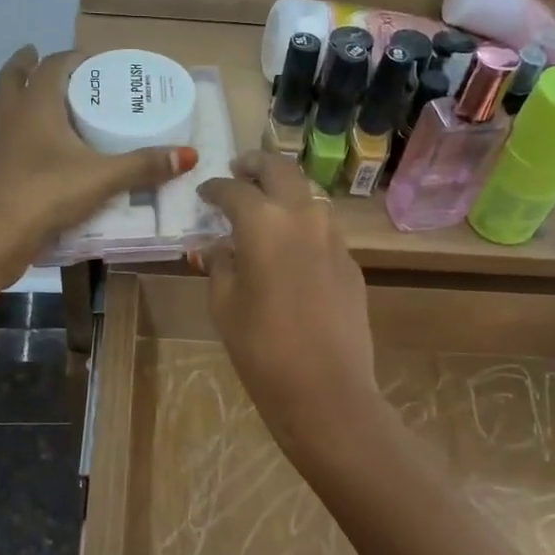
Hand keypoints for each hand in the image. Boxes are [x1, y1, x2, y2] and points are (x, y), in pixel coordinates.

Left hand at [0, 46, 194, 266]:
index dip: (70, 59)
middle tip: (34, 56)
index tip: (88, 59)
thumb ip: (144, 166)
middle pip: (11, 80)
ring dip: (4, 96)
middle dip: (23, 66)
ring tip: (16, 95)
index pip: (52, 68)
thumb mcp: (103, 177)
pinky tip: (16, 147)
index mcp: (36, 107)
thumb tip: (188, 155)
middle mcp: (9, 118)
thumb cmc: (47, 192)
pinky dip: (3, 133)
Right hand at [196, 152, 381, 460]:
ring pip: (307, 196)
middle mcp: (303, 216)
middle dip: (256, 165)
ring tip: (263, 208)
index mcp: (263, 222)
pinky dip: (302, 225)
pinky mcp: (351, 263)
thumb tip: (216, 247)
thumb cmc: (261, 349)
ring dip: (283, 192)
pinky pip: (322, 229)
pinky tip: (290, 248)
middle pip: (280, 170)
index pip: (234, 190)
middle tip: (238, 170)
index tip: (204, 193)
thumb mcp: (224, 305)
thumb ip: (219, 265)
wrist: (326, 390)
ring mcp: (334, 238)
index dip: (214, 189)